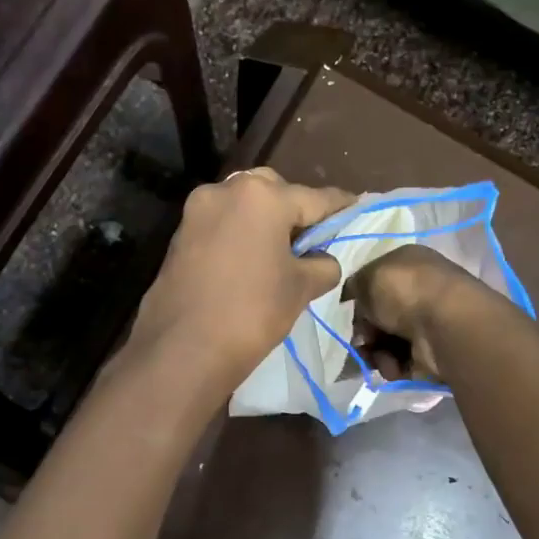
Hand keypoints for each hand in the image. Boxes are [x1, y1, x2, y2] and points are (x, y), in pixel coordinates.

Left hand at [128, 169, 356, 387]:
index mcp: (263, 196)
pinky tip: (251, 260)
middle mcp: (226, 190)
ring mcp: (197, 210)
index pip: (315, 198)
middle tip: (313, 237)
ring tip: (282, 251)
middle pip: (274, 191)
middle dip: (295, 208)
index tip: (358, 209)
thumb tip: (324, 260)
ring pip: (243, 205)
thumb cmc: (252, 312)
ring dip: (264, 220)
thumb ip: (322, 264)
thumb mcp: (300, 288)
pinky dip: (240, 234)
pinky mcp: (180, 235)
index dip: (340, 207)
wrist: (183, 348)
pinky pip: (221, 224)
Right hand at [344, 244, 490, 381]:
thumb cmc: (405, 291)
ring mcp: (428, 323)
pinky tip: (393, 366)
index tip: (349, 313)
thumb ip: (355, 286)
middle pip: (379, 316)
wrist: (445, 326)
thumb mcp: (369, 276)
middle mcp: (420, 291)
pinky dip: (392, 365)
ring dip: (375, 352)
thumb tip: (355, 299)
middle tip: (361, 341)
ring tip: (377, 357)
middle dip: (365, 332)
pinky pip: (401, 361)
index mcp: (408, 264)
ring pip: (386, 341)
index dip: (359, 300)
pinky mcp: (431, 353)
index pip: (376, 282)